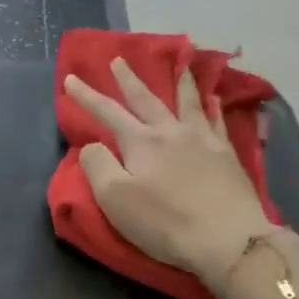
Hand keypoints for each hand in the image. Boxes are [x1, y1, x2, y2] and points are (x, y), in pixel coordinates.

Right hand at [63, 58, 270, 288]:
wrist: (227, 238)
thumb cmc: (164, 222)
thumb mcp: (115, 199)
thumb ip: (97, 166)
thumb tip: (93, 145)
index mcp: (140, 142)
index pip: (107, 113)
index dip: (86, 96)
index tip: (71, 79)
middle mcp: (171, 132)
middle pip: (146, 99)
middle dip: (129, 80)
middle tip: (118, 59)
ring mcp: (203, 140)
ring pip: (187, 102)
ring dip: (179, 81)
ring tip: (179, 64)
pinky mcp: (227, 155)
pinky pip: (217, 120)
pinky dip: (212, 106)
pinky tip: (214, 99)